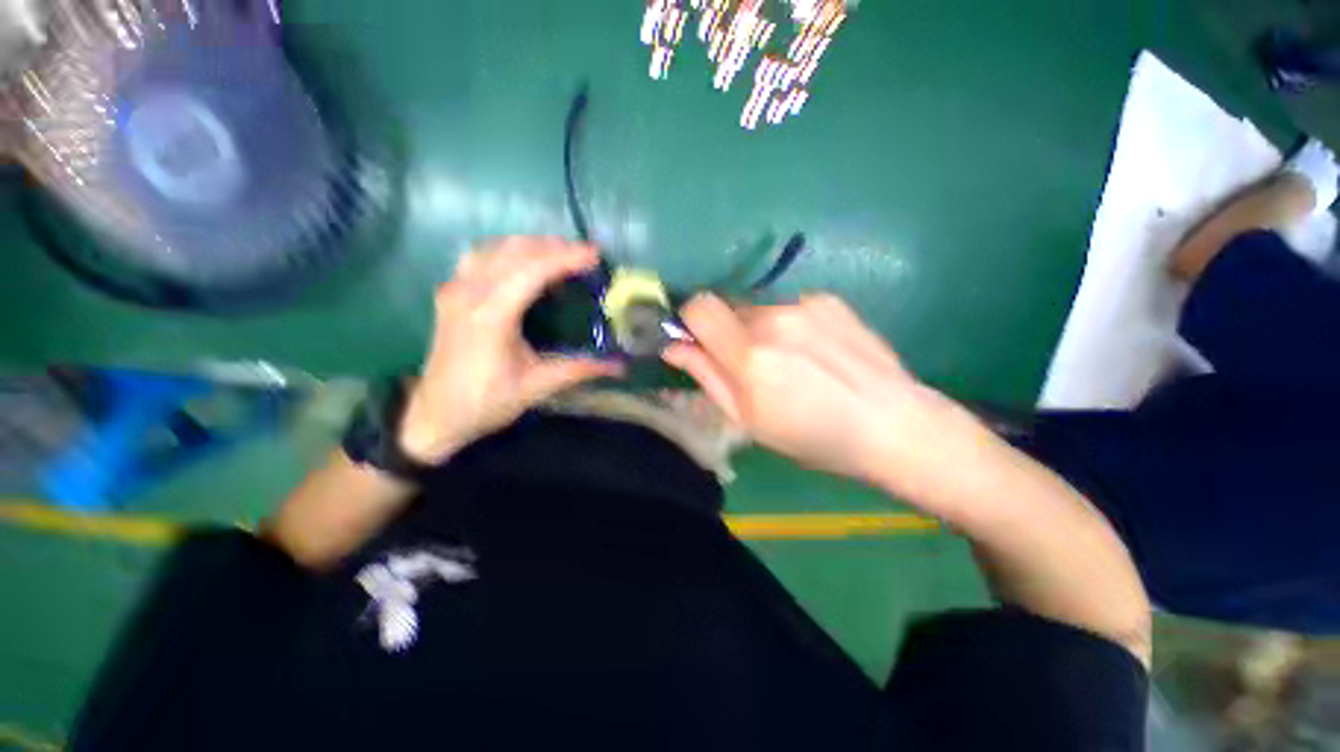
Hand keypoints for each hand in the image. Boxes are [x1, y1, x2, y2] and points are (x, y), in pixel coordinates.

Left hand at [399, 238, 622, 463]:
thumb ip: (580, 369)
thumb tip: (620, 365)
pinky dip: (508, 252)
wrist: (435, 415)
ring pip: (495, 248)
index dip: (566, 258)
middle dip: (554, 246)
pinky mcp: (450, 293)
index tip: (595, 256)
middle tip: (586, 255)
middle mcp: (469, 292)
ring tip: (561, 254)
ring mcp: (455, 289)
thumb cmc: (486, 402)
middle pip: (515, 251)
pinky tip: (524, 263)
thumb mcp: (538, 386)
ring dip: (531, 245)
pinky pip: (480, 256)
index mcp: (490, 315)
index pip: (532, 270)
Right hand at [663, 293, 962, 495]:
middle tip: (751, 366)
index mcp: (751, 354)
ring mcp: (805, 305)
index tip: (699, 343)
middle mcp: (774, 318)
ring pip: (758, 309)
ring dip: (759, 330)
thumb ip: (707, 376)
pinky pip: (788, 307)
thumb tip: (674, 347)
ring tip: (790, 362)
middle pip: (727, 307)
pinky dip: (788, 326)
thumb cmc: (814, 435)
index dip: (690, 321)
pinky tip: (814, 352)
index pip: (698, 307)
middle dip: (727, 332)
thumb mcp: (749, 419)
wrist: (893, 424)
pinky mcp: (828, 300)